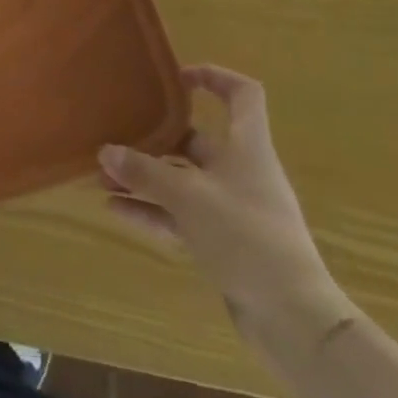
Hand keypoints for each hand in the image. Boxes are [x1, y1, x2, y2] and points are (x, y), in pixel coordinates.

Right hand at [101, 65, 342, 335]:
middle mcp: (242, 172)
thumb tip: (106, 151)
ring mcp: (234, 210)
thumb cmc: (246, 237)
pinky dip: (152, 211)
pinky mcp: (225, 244)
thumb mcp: (188, 197)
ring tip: (103, 175)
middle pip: (198, 140)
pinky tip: (116, 210)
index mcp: (247, 148)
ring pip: (183, 182)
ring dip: (145, 178)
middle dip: (155, 139)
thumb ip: (144, 173)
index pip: (242, 95)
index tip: (175, 78)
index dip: (213, 76)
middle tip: (116, 135)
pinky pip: (181, 217)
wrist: (294, 320)